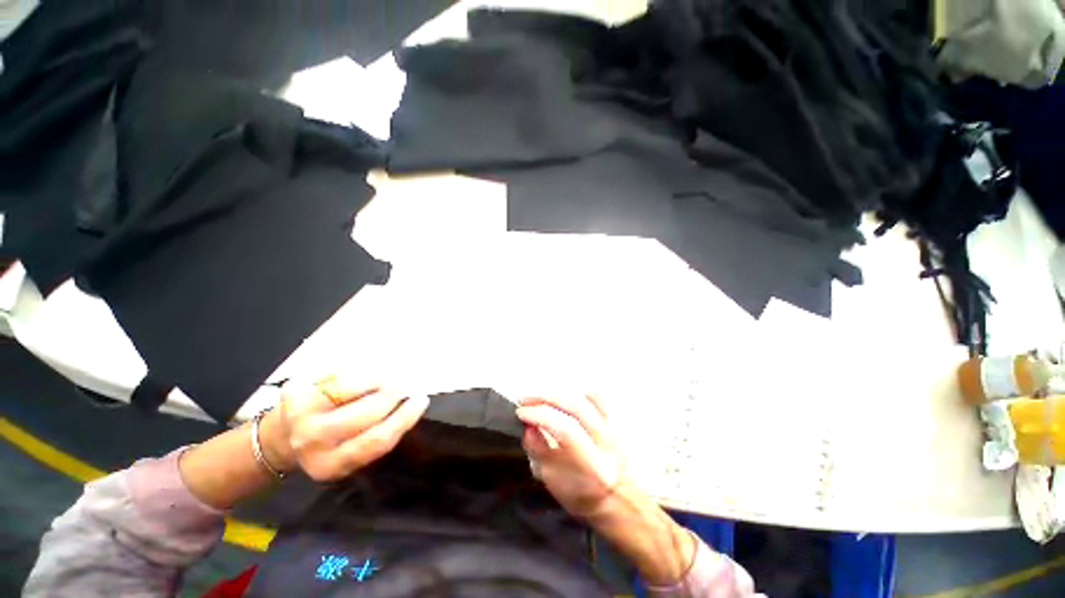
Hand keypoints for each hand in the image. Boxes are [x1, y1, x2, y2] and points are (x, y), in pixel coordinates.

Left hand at [262, 377, 430, 481]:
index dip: (403, 418)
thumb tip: (411, 404)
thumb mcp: (351, 453)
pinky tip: (365, 376)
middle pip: (365, 414)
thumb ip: (377, 435)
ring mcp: (299, 416)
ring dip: (376, 381)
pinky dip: (357, 374)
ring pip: (350, 390)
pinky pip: (336, 376)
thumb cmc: (329, 444)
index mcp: (331, 465)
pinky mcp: (294, 392)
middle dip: (392, 395)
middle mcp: (312, 444)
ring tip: (386, 380)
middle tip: (406, 385)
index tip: (421, 401)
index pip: (376, 441)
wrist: (280, 438)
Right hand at [516, 393, 632, 517]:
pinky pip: (601, 397)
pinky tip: (567, 399)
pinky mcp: (619, 420)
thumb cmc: (583, 496)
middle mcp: (608, 444)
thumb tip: (527, 425)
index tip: (520, 412)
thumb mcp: (553, 482)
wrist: (621, 501)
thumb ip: (539, 452)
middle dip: (545, 398)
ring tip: (545, 399)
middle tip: (526, 401)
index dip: (539, 415)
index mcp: (593, 467)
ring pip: (590, 396)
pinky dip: (580, 393)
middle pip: (576, 406)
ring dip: (563, 394)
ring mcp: (617, 429)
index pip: (565, 429)